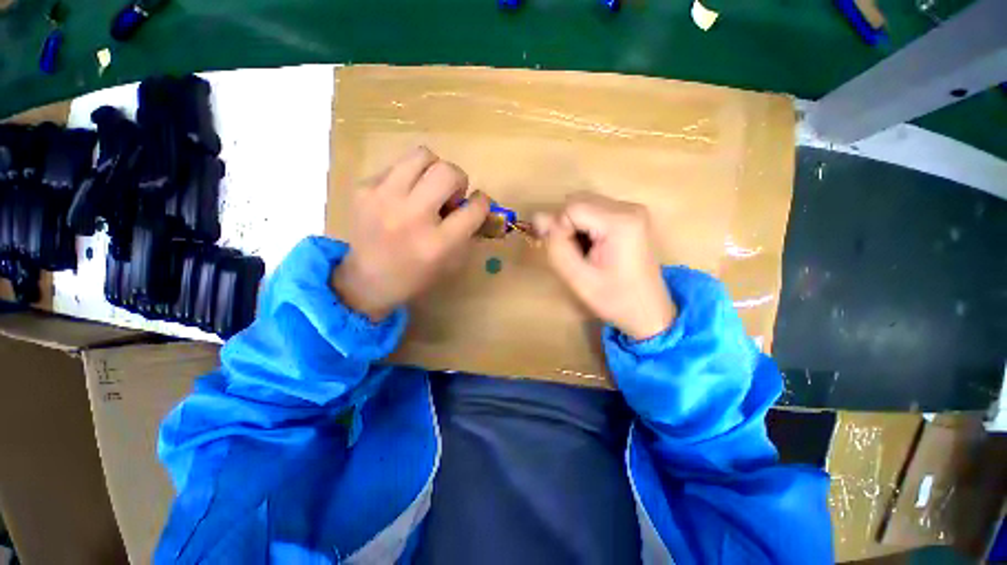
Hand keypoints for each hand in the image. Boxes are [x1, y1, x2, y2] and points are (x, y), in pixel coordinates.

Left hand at [332, 146, 490, 321]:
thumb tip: (478, 204)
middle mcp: (413, 217)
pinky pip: (397, 166)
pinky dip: (407, 178)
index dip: (481, 202)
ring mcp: (384, 198)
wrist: (367, 280)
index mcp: (439, 243)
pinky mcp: (364, 188)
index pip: (474, 208)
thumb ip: (469, 231)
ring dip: (433, 170)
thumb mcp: (452, 262)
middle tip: (450, 196)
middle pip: (448, 172)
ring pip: (422, 155)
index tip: (476, 203)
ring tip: (427, 188)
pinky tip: (401, 197)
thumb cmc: (416, 276)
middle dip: (459, 180)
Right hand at [534, 192, 674, 340]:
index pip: (571, 208)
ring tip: (582, 251)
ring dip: (574, 226)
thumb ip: (556, 245)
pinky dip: (584, 226)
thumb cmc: (614, 299)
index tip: (565, 253)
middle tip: (569, 253)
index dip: (559, 229)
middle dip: (565, 225)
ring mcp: (631, 209)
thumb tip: (538, 217)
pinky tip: (591, 246)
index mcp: (620, 222)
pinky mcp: (630, 216)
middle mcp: (628, 208)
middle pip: (578, 201)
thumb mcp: (577, 277)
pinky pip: (594, 210)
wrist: (647, 311)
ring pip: (584, 204)